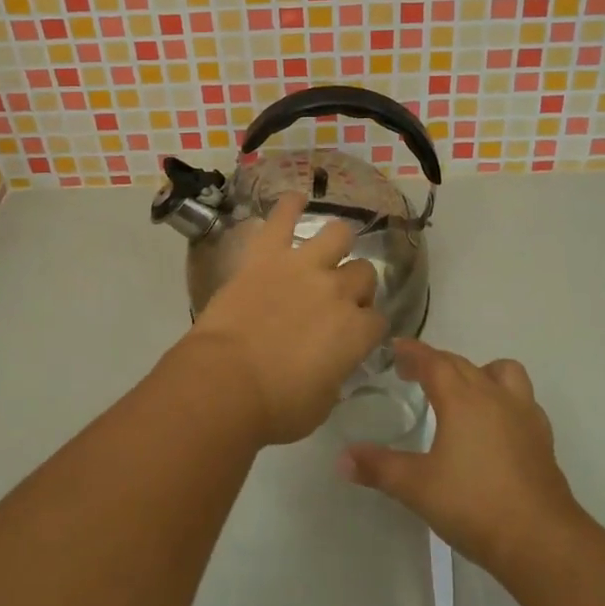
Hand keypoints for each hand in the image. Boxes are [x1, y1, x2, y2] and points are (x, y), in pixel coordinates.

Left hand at [179, 195, 385, 446]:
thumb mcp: (322, 402)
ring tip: (325, 251)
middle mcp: (337, 291)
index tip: (355, 336)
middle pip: (364, 274)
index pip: (379, 320)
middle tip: (336, 301)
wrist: (225, 382)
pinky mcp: (267, 254)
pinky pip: (283, 217)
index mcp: (356, 332)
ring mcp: (302, 266)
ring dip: (336, 243)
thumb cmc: (275, 406)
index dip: (368, 328)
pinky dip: (290, 205)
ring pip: (338, 234)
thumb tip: (333, 363)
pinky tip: (296, 199)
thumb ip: (336, 373)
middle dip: (356, 287)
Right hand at [337, 339, 580, 574]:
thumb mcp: (417, 487)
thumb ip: (379, 468)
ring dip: (478, 372)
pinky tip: (495, 425)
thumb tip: (341, 458)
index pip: (432, 360)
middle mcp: (493, 394)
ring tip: (462, 393)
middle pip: (461, 363)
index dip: (412, 351)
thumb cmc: (474, 505)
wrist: (541, 540)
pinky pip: (521, 400)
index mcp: (461, 397)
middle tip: (412, 374)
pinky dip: (504, 400)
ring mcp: (523, 413)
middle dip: (435, 362)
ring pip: (500, 371)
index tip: (394, 349)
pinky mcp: (542, 436)